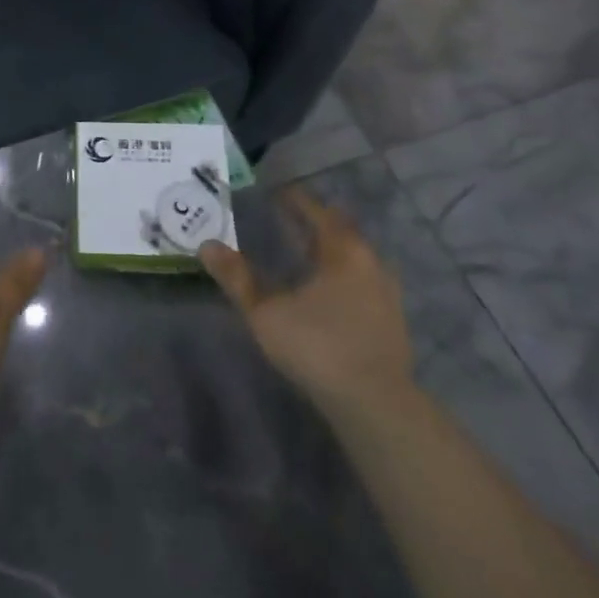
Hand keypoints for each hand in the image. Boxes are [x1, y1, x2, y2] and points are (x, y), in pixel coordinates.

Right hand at [200, 185, 414, 418]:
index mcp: (343, 251)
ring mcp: (386, 293)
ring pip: (354, 258)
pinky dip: (342, 276)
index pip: (318, 212)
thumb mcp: (266, 312)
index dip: (296, 201)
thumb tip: (207, 246)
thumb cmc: (317, 346)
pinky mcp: (391, 321)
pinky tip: (326, 292)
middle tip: (287, 220)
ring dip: (330, 251)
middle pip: (340, 232)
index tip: (277, 193)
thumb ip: (237, 278)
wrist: (375, 404)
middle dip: (314, 224)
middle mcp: (370, 262)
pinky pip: (363, 281)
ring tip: (304, 254)